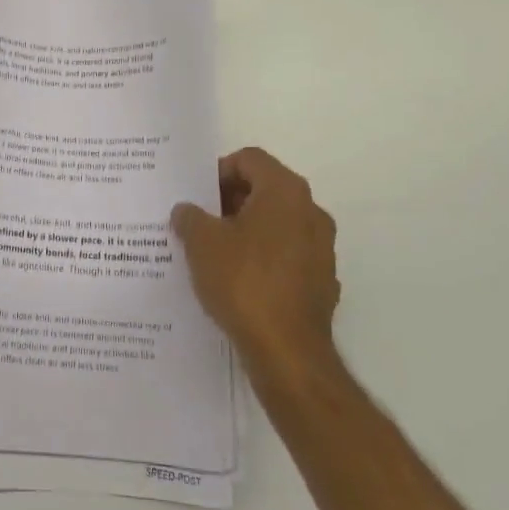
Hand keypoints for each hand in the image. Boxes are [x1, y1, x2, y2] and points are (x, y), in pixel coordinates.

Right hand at [171, 147, 341, 381]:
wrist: (287, 350)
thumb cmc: (243, 282)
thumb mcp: (201, 243)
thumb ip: (190, 217)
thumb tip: (186, 211)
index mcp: (285, 192)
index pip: (250, 159)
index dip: (218, 170)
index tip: (197, 195)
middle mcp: (311, 212)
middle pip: (265, 189)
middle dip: (230, 201)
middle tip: (199, 221)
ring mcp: (322, 248)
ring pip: (277, 224)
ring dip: (246, 230)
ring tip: (213, 251)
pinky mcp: (322, 281)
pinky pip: (286, 256)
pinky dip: (263, 258)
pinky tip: (238, 281)